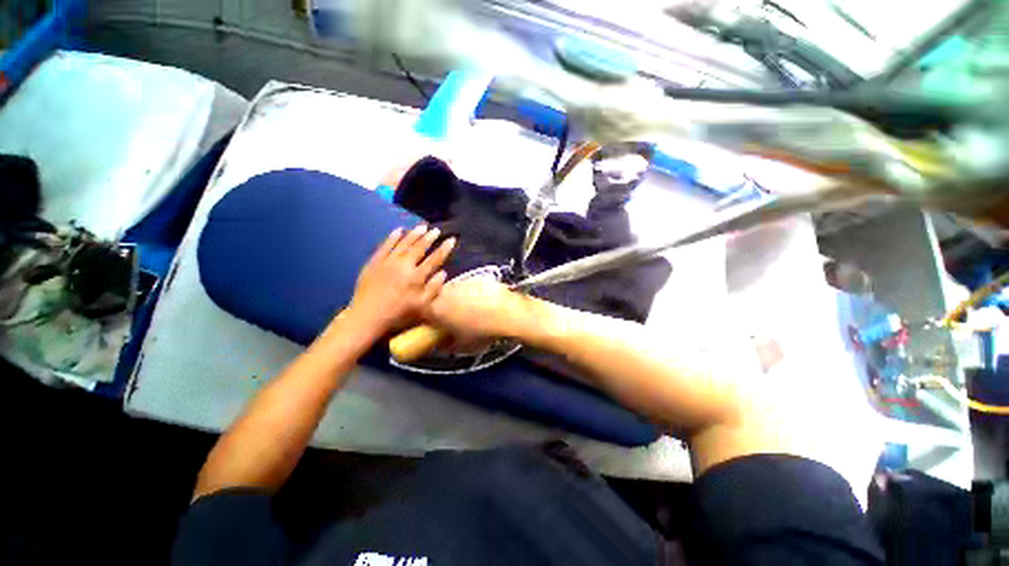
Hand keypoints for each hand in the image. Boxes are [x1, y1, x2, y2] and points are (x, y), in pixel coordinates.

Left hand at [346, 225, 453, 337]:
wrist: (367, 318)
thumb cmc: (398, 315)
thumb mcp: (421, 307)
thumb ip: (434, 289)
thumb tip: (443, 273)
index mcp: (417, 277)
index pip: (435, 259)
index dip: (444, 249)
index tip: (451, 240)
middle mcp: (404, 266)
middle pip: (419, 248)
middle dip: (429, 238)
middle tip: (436, 230)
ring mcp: (388, 262)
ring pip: (403, 243)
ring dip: (414, 234)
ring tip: (422, 226)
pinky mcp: (374, 262)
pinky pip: (385, 246)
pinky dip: (392, 237)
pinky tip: (398, 230)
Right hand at [426, 275, 526, 340]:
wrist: (507, 312)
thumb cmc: (481, 331)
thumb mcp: (461, 346)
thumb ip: (446, 345)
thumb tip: (442, 344)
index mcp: (437, 309)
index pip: (422, 311)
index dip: (427, 317)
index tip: (434, 324)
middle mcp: (445, 292)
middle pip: (437, 298)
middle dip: (443, 307)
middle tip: (455, 318)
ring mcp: (461, 283)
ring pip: (453, 291)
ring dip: (458, 299)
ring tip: (473, 311)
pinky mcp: (475, 278)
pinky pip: (468, 287)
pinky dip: (473, 293)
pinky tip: (484, 302)